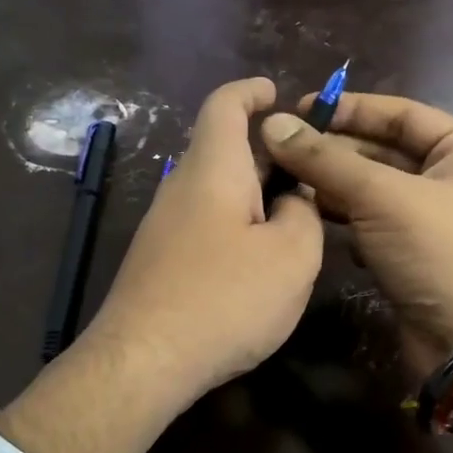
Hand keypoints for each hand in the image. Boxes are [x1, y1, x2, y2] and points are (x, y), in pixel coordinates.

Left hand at [82, 77, 323, 418]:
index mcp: (213, 169)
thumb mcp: (291, 256)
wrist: (143, 361)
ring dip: (254, 197)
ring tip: (293, 223)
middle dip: (267, 155)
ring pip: (215, 193)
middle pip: (224, 151)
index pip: (225, 106)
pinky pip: (204, 225)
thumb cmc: (225, 298)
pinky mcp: (158, 262)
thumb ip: (303, 215)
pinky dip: (235, 227)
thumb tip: (292, 202)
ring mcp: (163, 226)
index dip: (251, 91)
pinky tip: (256, 264)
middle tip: (309, 175)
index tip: (276, 93)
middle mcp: (181, 187)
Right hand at [261, 94, 452, 377]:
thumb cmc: (440, 254)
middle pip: (385, 151)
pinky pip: (376, 223)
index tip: (300, 108)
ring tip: (289, 182)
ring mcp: (437, 218)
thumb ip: (326, 160)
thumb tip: (273, 124)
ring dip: (336, 186)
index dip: (349, 109)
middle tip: (283, 149)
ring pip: (376, 190)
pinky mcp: (417, 253)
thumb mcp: (382, 197)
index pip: (400, 114)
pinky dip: (349, 220)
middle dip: (336, 151)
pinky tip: (319, 220)